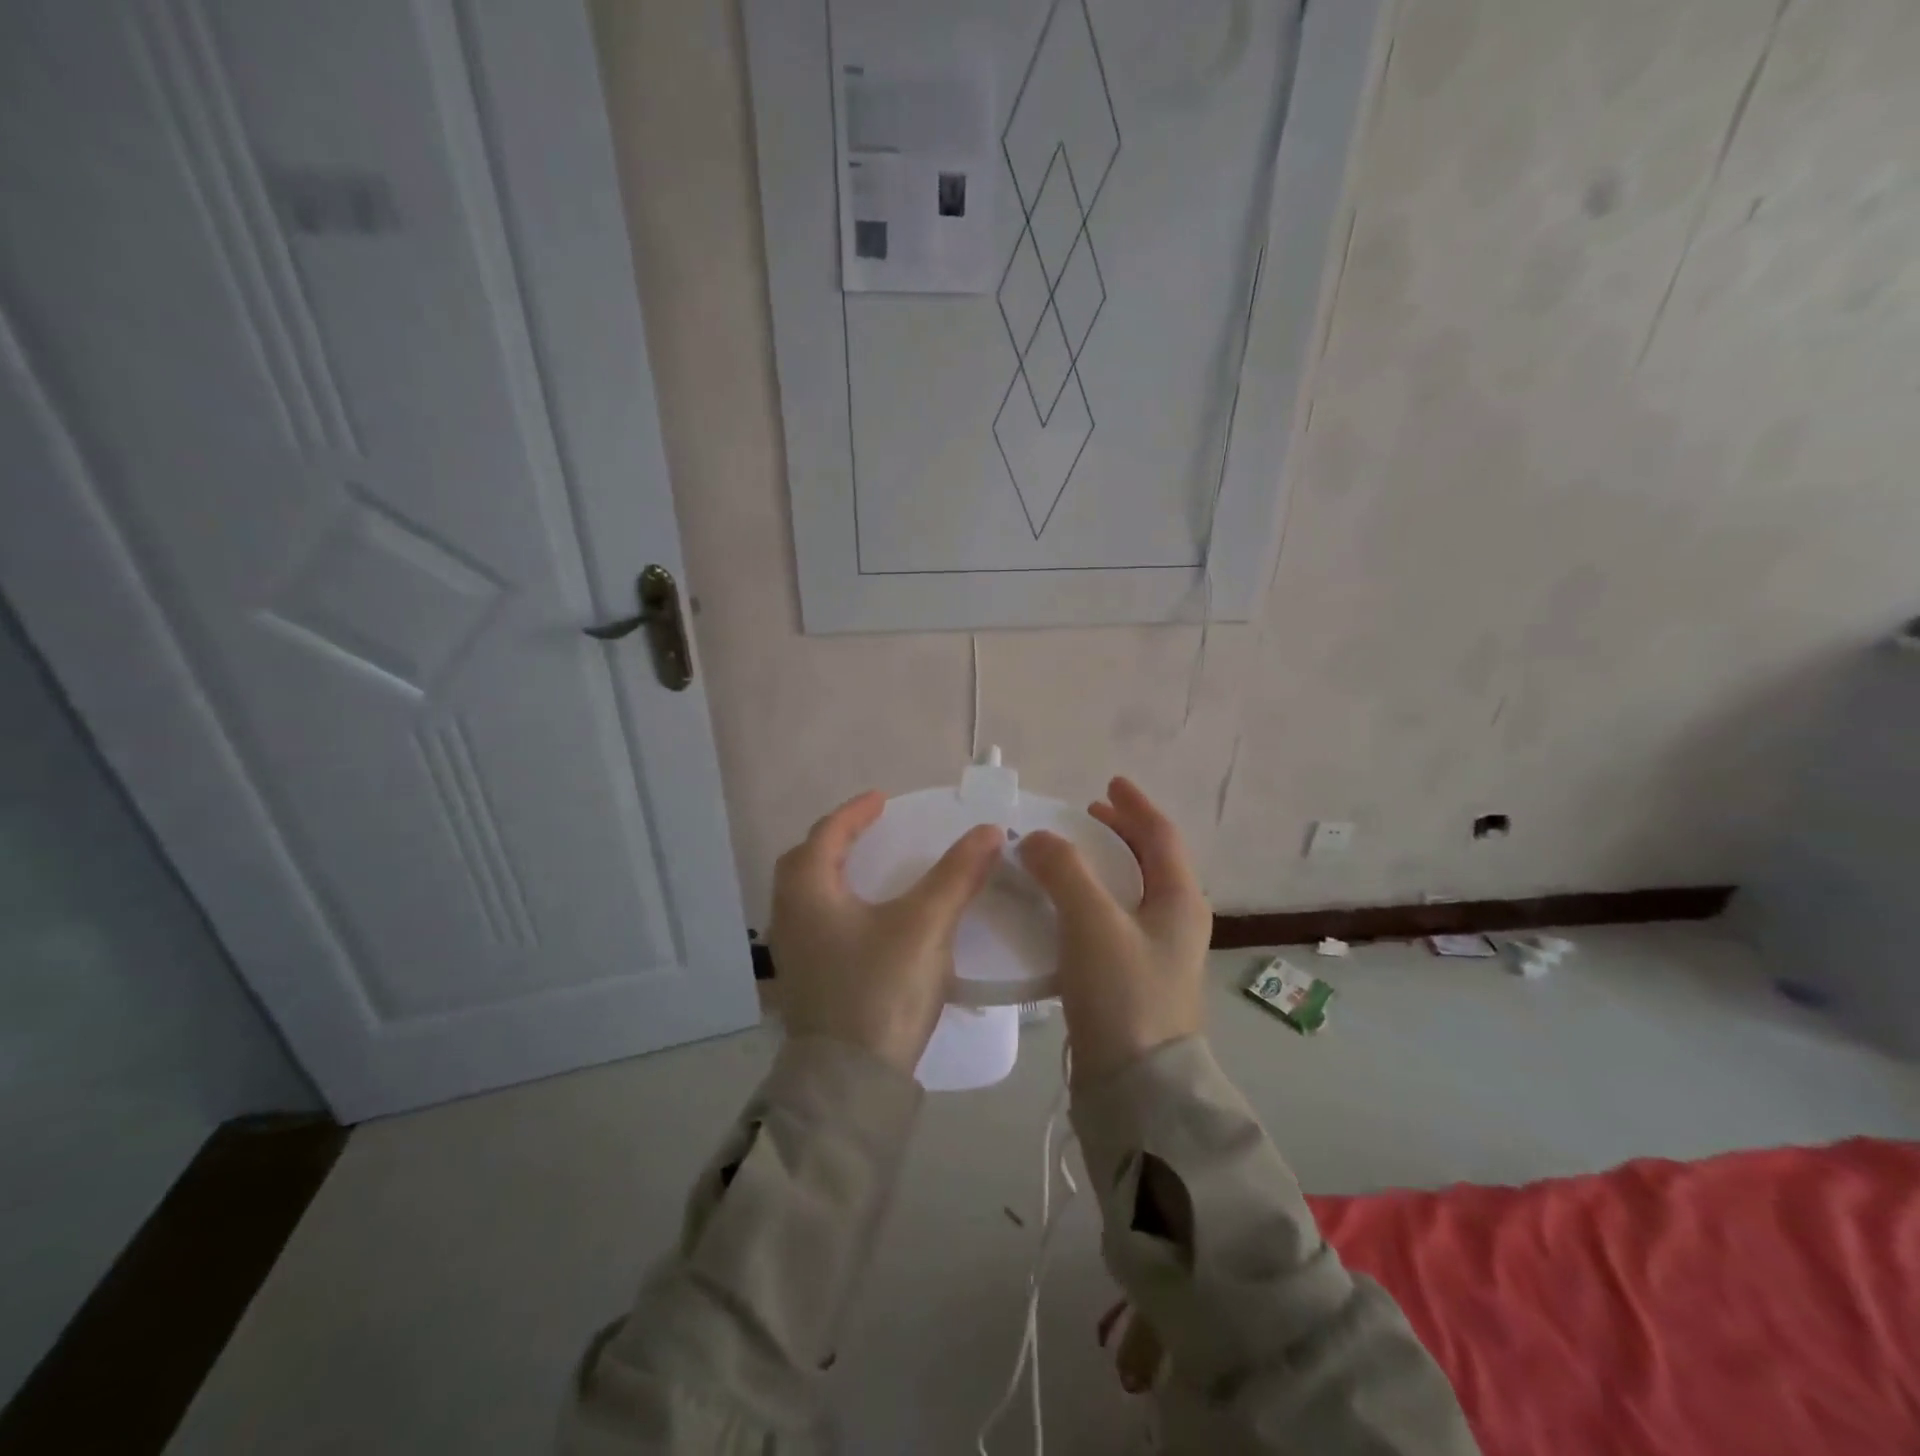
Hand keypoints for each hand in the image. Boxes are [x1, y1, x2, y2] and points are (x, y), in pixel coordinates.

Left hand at [769, 791, 1003, 1073]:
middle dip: (837, 840)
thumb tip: (990, 831)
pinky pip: (817, 924)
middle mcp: (790, 917)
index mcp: (808, 893)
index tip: (882, 799)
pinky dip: (838, 906)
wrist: (850, 1084)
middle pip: (806, 863)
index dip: (855, 813)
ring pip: (808, 897)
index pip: (827, 834)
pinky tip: (867, 921)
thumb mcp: (925, 925)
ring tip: (870, 869)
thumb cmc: (881, 990)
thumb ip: (957, 875)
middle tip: (871, 830)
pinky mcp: (806, 983)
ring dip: (835, 875)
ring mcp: (793, 954)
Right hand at [1019, 778, 1211, 1084]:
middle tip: (1086, 815)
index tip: (1109, 783)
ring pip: (1129, 891)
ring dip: (1101, 866)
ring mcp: (1156, 953)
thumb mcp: (1093, 922)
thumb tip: (1036, 838)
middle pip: (1149, 861)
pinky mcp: (1133, 979)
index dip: (1135, 805)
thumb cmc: (1124, 992)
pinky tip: (1060, 907)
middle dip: (1119, 833)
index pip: (1161, 836)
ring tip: (1067, 856)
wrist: (1137, 1086)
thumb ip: (1064, 871)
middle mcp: (1176, 922)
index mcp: (1180, 900)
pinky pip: (1111, 920)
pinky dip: (1089, 899)